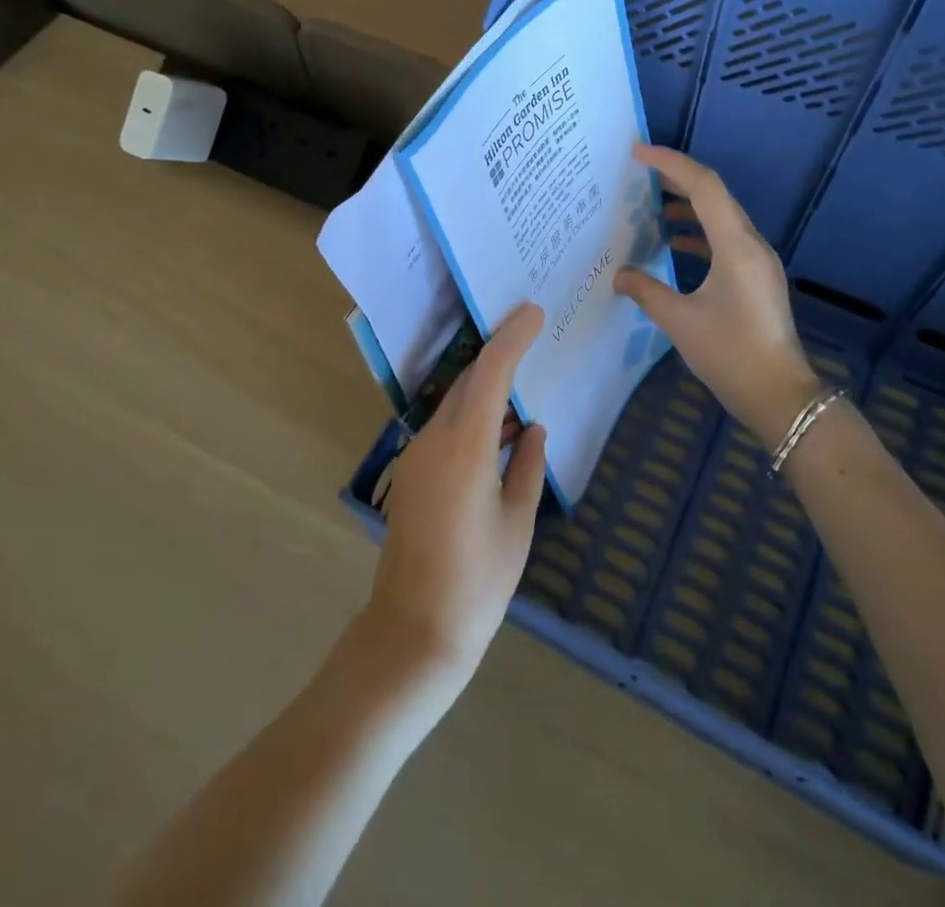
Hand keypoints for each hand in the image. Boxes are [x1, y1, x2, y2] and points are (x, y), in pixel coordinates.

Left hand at [364, 303, 546, 690]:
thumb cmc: (478, 582)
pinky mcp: (410, 474)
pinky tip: (500, 439)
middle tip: (532, 341)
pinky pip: (445, 430)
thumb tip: (534, 430)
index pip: (489, 373)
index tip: (533, 313)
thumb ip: (529, 467)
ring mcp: (416, 456)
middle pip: (468, 382)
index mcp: (466, 448)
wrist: (414, 630)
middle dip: (498, 357)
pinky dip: (473, 420)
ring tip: (524, 398)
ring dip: (486, 393)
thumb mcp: (517, 523)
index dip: (512, 338)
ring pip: (455, 405)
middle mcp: (434, 441)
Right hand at [613, 145, 819, 445]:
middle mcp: (751, 244)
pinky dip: (699, 233)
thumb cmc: (730, 355)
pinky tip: (673, 243)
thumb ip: (646, 291)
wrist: (779, 396)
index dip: (670, 163)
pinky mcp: (757, 277)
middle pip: (714, 195)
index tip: (638, 153)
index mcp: (735, 246)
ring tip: (650, 204)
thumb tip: (619, 274)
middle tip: (639, 172)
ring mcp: (758, 261)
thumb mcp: (680, 322)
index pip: (703, 186)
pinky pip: (725, 239)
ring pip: (721, 216)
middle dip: (676, 178)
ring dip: (688, 205)